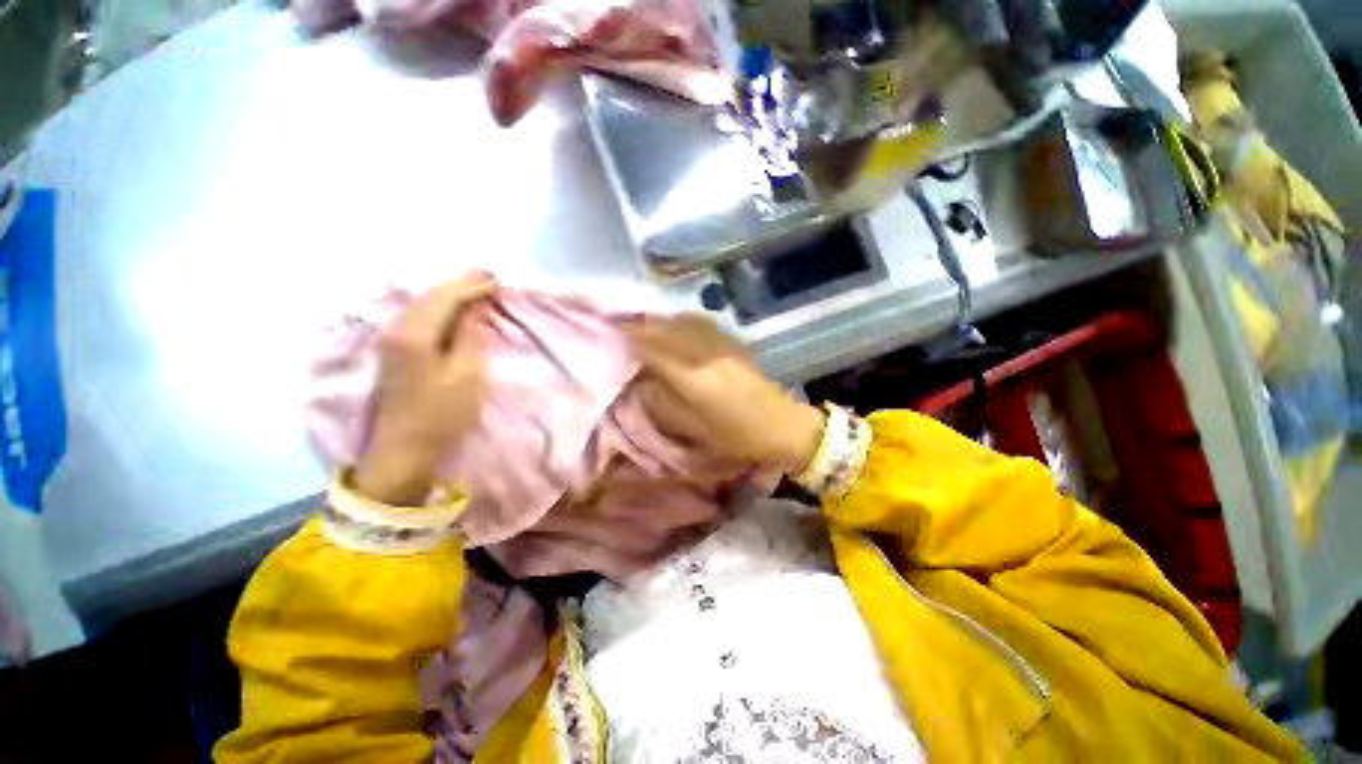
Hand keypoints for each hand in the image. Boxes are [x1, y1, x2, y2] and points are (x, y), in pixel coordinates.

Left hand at [352, 273, 497, 504]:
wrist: (405, 447)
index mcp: (415, 333)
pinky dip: (439, 307)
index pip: (447, 298)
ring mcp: (390, 338)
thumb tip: (475, 307)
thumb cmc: (443, 412)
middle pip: (431, 296)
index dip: (473, 287)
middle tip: (488, 277)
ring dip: (450, 294)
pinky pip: (419, 316)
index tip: (498, 281)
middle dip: (460, 285)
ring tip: (475, 288)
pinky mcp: (393, 350)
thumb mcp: (467, 373)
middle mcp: (397, 328)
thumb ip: (469, 335)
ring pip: (423, 304)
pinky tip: (453, 308)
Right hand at [626, 314, 825, 473]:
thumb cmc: (734, 436)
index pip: (653, 348)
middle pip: (666, 330)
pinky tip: (674, 324)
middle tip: (619, 322)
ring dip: (660, 320)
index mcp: (693, 378)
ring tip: (642, 322)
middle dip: (640, 324)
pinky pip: (700, 324)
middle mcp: (705, 354)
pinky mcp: (732, 343)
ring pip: (682, 323)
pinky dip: (681, 321)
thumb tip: (644, 379)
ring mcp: (721, 345)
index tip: (611, 331)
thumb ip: (663, 401)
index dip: (630, 337)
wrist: (780, 426)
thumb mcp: (692, 427)